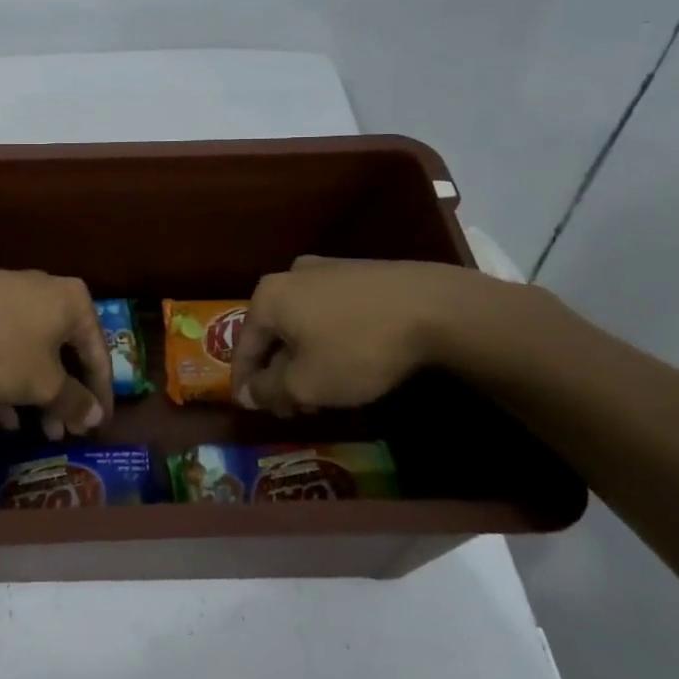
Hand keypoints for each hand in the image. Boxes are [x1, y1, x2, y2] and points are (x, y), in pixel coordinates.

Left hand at [0, 268, 114, 438]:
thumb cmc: (4, 346)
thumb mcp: (44, 383)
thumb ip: (73, 401)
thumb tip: (95, 417)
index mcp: (74, 302)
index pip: (99, 354)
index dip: (100, 395)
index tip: (99, 426)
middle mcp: (47, 292)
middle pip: (65, 351)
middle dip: (65, 396)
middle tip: (66, 432)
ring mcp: (10, 297)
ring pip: (33, 352)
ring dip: (37, 393)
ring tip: (38, 431)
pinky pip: (4, 347)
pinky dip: (9, 379)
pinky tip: (4, 417)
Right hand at [229, 256, 506, 414]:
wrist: (434, 308)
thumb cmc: (357, 348)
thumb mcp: (306, 383)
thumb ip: (268, 390)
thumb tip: (247, 393)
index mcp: (268, 297)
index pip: (244, 346)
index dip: (245, 382)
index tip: (251, 409)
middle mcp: (291, 275)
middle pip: (274, 332)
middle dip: (279, 371)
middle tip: (293, 406)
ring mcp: (329, 269)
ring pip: (303, 321)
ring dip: (305, 356)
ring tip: (323, 388)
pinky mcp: (362, 273)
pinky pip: (331, 311)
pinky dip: (330, 338)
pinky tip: (349, 360)